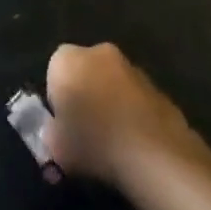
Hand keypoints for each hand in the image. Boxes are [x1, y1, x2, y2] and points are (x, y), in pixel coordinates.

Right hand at [44, 42, 210, 187]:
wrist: (154, 156)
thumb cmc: (93, 144)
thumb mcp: (56, 147)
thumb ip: (51, 134)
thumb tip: (56, 132)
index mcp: (66, 59)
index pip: (53, 73)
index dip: (57, 101)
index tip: (63, 126)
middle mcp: (98, 53)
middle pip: (85, 72)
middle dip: (85, 96)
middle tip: (86, 132)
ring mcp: (132, 68)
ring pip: (113, 85)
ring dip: (111, 104)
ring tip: (113, 143)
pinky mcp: (159, 88)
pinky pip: (137, 100)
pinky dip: (135, 115)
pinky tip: (137, 146)